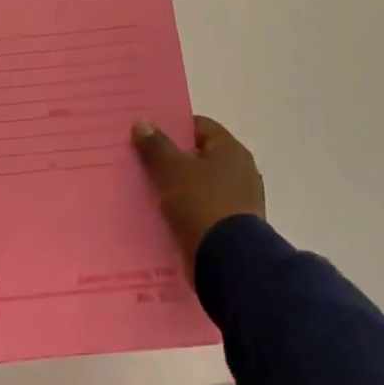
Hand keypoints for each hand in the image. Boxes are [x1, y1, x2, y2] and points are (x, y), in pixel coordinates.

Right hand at [131, 116, 265, 268]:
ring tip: (148, 190)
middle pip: (200, 156)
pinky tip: (164, 215)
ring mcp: (240, 201)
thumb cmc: (202, 204)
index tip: (148, 135)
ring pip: (201, 185)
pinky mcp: (233, 228)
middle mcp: (241, 171)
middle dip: (173, 159)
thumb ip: (156, 145)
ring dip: (178, 187)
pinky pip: (204, 210)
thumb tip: (142, 122)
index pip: (200, 126)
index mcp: (232, 150)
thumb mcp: (172, 170)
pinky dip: (186, 210)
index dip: (173, 127)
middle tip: (143, 162)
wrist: (229, 262)